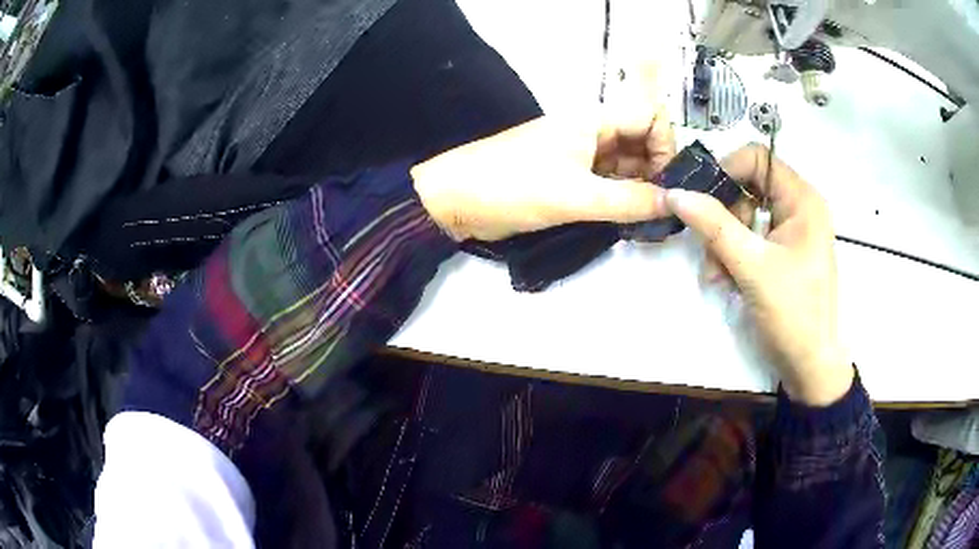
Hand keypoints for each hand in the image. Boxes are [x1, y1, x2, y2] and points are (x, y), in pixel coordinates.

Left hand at [411, 111, 675, 241]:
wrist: (454, 200)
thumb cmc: (512, 186)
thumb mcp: (575, 196)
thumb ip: (629, 200)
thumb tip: (674, 203)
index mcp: (593, 120)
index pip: (650, 117)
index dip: (666, 146)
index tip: (669, 184)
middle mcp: (591, 132)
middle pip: (641, 142)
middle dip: (657, 172)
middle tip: (663, 211)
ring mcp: (579, 154)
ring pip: (626, 164)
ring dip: (640, 189)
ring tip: (648, 222)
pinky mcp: (568, 176)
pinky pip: (606, 181)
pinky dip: (620, 198)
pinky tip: (628, 221)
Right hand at [665, 144, 852, 405]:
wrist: (810, 366)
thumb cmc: (793, 314)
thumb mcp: (752, 267)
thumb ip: (714, 226)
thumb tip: (676, 193)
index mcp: (802, 200)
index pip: (757, 158)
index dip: (727, 171)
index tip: (701, 199)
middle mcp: (799, 207)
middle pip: (749, 187)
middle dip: (724, 216)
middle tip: (709, 248)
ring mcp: (792, 231)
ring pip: (746, 215)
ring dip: (724, 241)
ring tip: (716, 275)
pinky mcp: (785, 252)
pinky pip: (751, 237)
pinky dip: (734, 254)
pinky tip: (726, 280)